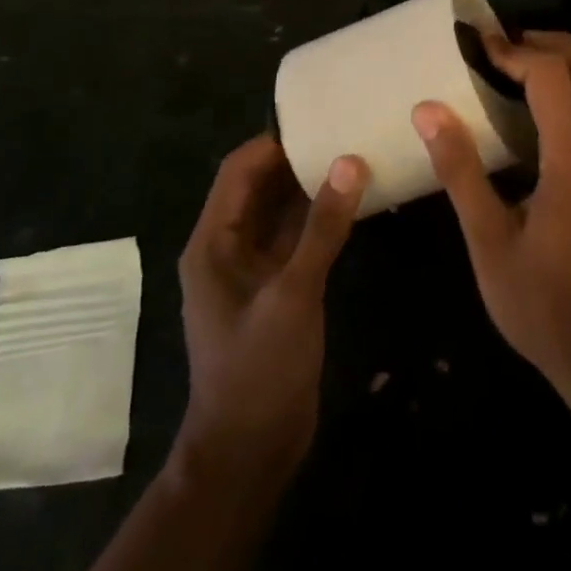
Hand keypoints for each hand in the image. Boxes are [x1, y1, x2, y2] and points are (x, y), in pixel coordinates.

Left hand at [176, 135, 367, 476]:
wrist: (250, 450)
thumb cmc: (258, 370)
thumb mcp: (292, 294)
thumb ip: (322, 228)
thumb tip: (350, 162)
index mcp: (213, 243)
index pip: (238, 171)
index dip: (273, 142)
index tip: (319, 120)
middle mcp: (228, 248)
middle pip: (260, 187)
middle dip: (297, 159)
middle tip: (346, 131)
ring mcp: (254, 270)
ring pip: (281, 212)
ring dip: (312, 187)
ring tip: (356, 155)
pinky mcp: (277, 288)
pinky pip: (298, 239)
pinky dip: (321, 218)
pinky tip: (356, 203)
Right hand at [413, 32, 570, 401]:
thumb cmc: (541, 305)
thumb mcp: (488, 242)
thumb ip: (460, 172)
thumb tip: (428, 111)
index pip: (554, 77)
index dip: (516, 52)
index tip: (479, 48)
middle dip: (561, 44)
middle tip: (512, 46)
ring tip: (519, 70)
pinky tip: (535, 118)